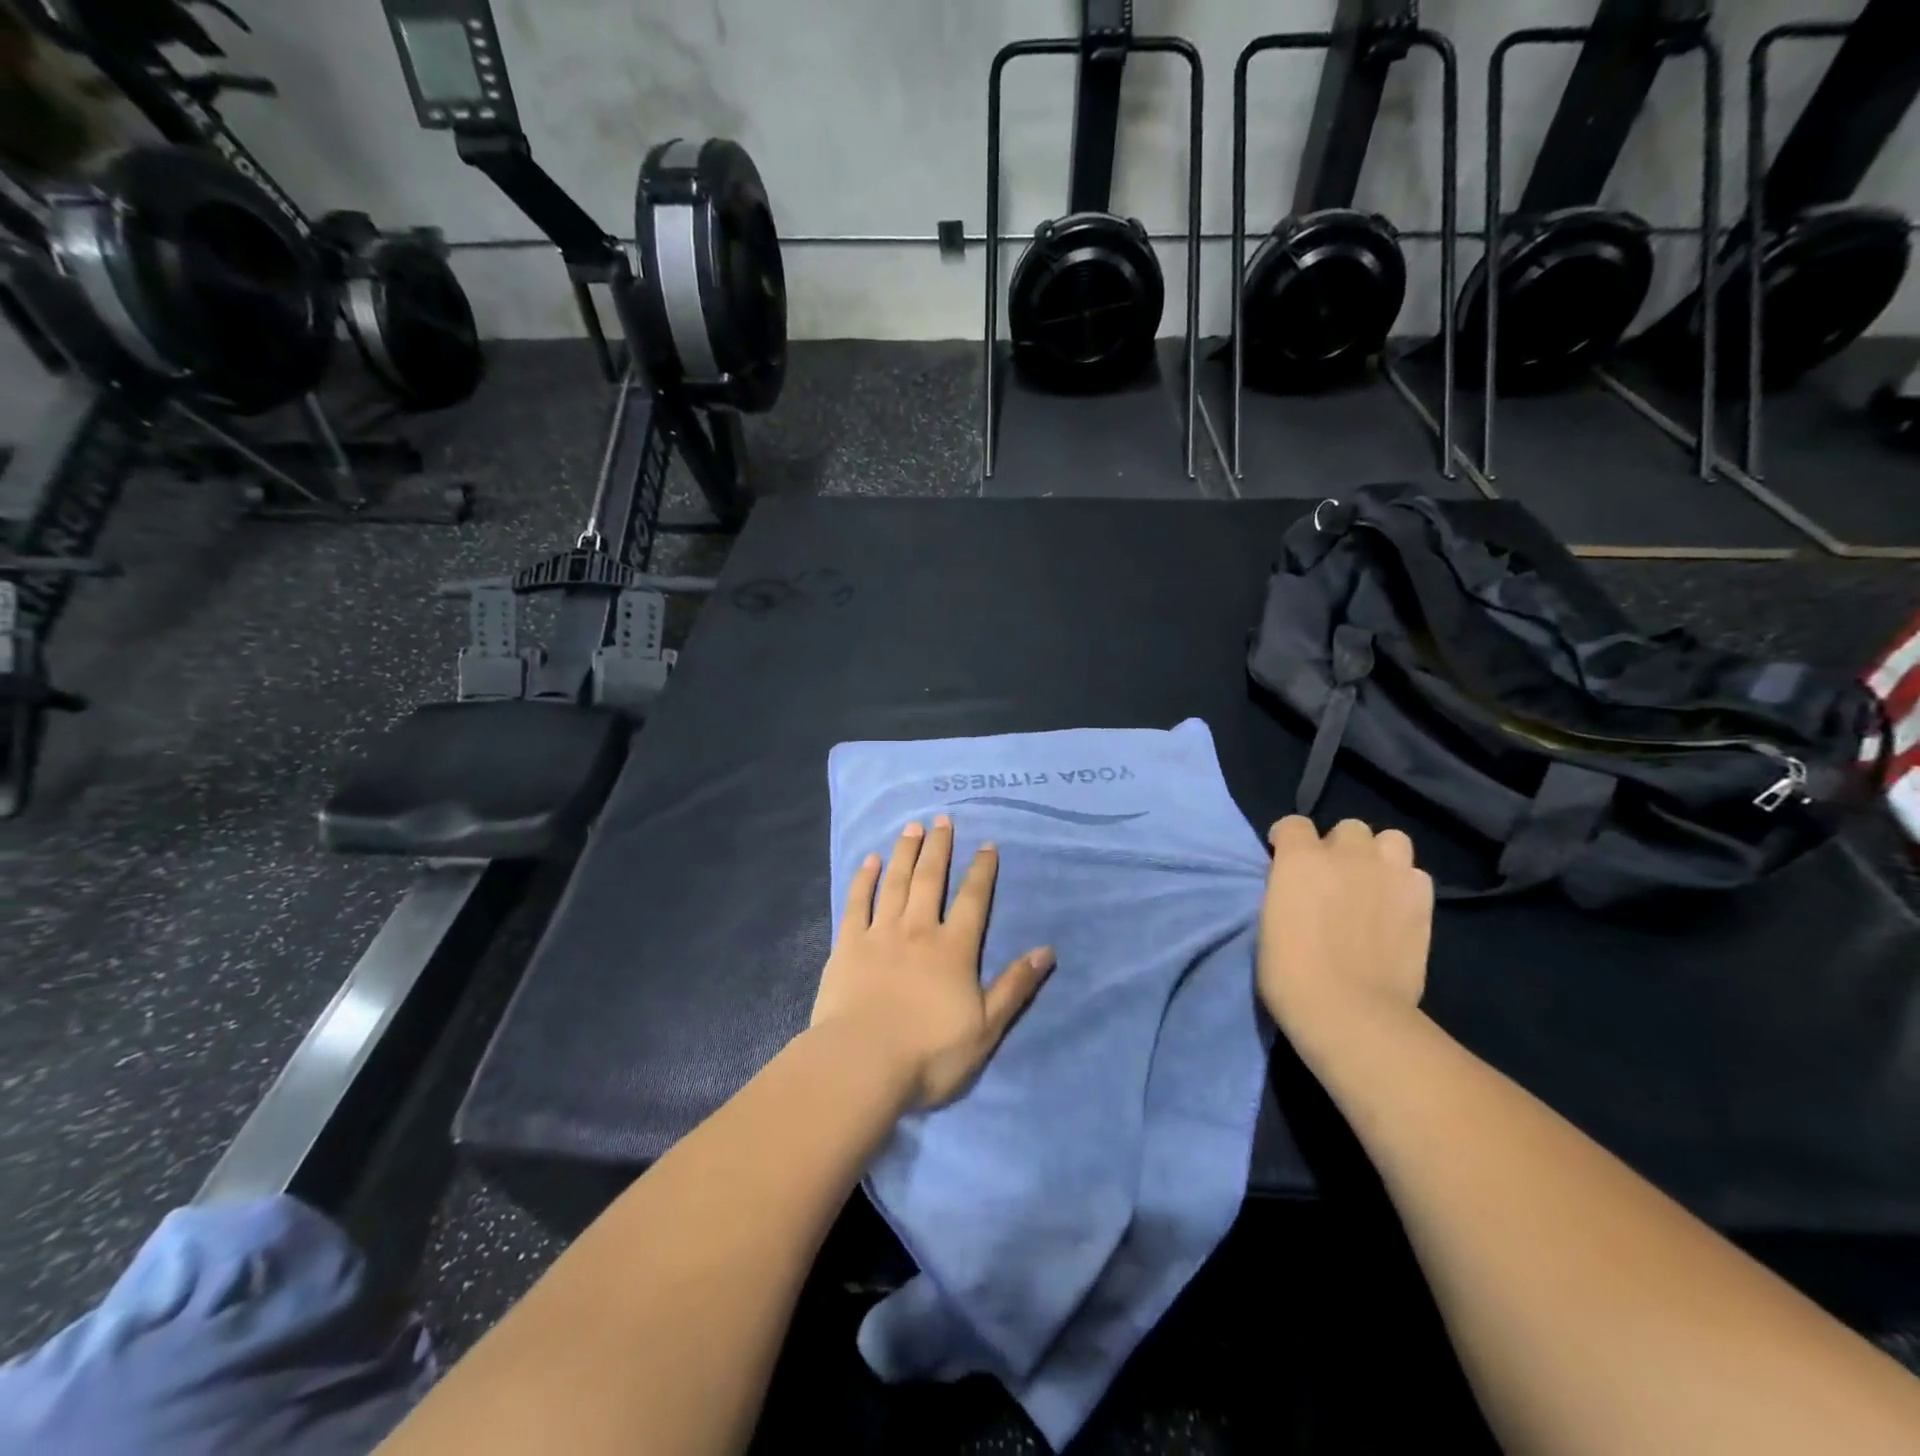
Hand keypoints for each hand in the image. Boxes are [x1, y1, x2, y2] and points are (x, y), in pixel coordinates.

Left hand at [813, 815, 1053, 1109]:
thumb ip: (1014, 987)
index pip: (973, 900)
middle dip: (939, 847)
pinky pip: (857, 903)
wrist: (862, 1064)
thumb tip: (1047, 951)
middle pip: (931, 879)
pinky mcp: (847, 945)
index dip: (982, 871)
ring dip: (905, 852)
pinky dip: (864, 879)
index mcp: (953, 949)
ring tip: (912, 827)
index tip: (986, 844)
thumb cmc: (929, 1053)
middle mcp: (918, 930)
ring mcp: (880, 934)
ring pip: (896, 882)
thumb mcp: (986, 1028)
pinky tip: (869, 860)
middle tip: (943, 819)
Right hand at [1258, 816, 1433, 1035]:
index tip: (1284, 858)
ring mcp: (1389, 874)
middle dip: (1339, 847)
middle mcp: (1347, 855)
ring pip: (1391, 840)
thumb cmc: (1290, 972)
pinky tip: (1395, 907)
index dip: (1288, 840)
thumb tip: (1300, 885)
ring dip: (1378, 856)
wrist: (1350, 1010)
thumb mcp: (1270, 918)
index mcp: (1300, 858)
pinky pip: (1416, 874)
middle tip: (1333, 877)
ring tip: (1371, 883)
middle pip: (1348, 828)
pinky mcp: (1422, 900)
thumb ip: (1288, 888)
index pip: (1294, 824)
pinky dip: (1404, 884)